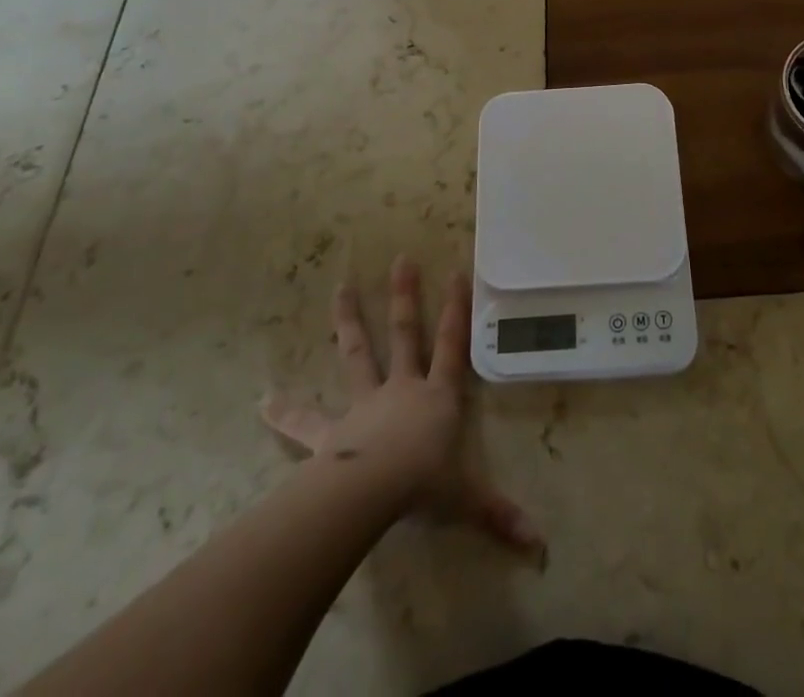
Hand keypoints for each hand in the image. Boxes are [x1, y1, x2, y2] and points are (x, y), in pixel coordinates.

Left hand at [260, 256, 542, 554]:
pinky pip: (306, 422)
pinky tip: (262, 401)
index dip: (456, 309)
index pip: (452, 345)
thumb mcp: (467, 499)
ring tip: (340, 288)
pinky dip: (285, 412)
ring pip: (358, 355)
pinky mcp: (332, 433)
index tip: (456, 271)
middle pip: (406, 334)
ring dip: (349, 321)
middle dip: (405, 296)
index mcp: (437, 397)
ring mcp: (365, 405)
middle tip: (401, 259)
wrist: (373, 492)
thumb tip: (540, 543)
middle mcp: (402, 389)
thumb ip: (499, 514)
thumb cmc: (424, 485)